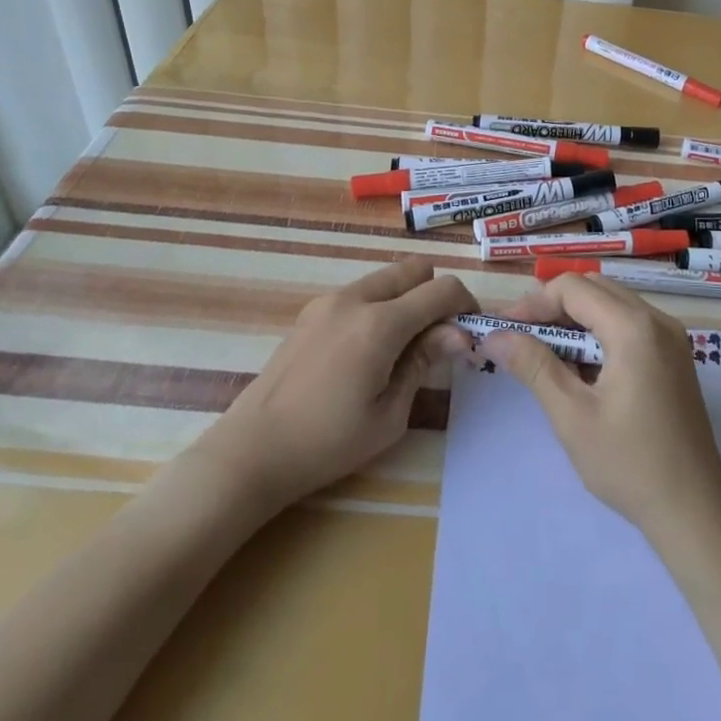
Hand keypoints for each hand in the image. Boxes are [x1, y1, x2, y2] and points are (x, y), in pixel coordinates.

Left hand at [217, 258, 475, 512]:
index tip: (468, 332)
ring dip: (406, 298)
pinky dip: (379, 306)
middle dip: (434, 294)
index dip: (465, 304)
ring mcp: (328, 301)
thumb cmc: (328, 443)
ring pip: (386, 277)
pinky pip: (360, 292)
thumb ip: (424, 362)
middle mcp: (355, 299)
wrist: (252, 451)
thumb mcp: (390, 414)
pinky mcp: (311, 311)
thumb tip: (459, 333)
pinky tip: (368, 350)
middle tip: (436, 337)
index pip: (441, 289)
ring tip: (402, 346)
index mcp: (380, 324)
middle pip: (414, 268)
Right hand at [481, 273, 720, 545]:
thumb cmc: (629, 464)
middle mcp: (658, 320)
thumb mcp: (572, 416)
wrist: (695, 511)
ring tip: (546, 354)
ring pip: (613, 304)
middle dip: (553, 306)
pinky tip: (582, 368)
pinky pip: (631, 325)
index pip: (574, 288)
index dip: (534, 302)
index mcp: (634, 328)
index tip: (505, 329)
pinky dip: (600, 333)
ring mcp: (672, 338)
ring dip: (576, 319)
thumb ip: (533, 366)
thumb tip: (495, 336)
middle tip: (522, 338)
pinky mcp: (676, 357)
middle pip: (595, 288)